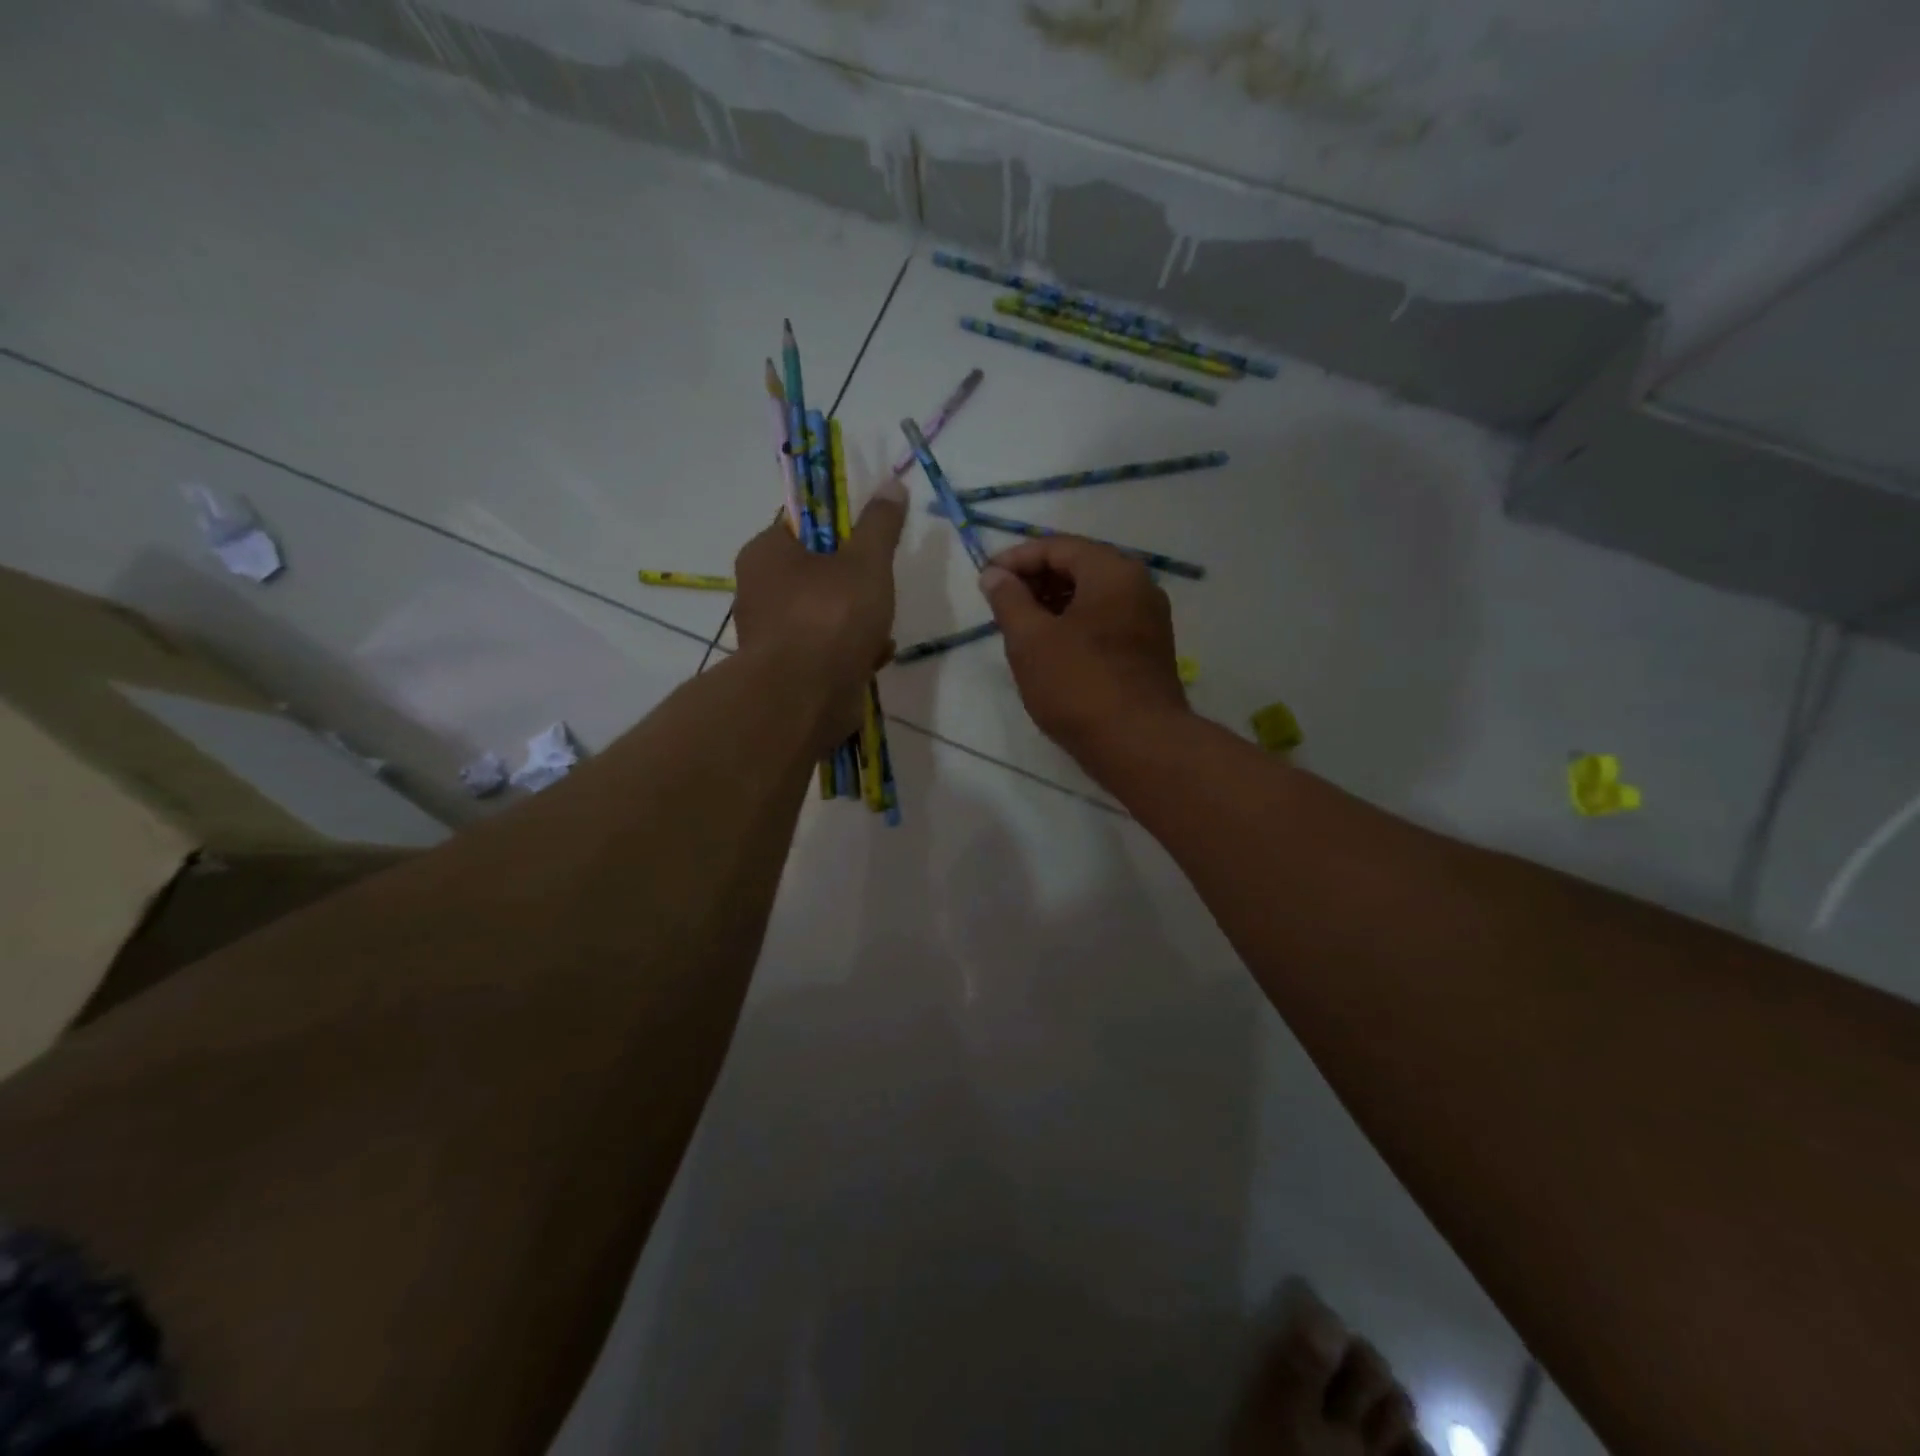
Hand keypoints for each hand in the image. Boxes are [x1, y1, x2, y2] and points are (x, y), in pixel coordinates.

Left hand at [733, 475, 907, 742]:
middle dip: (855, 583)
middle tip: (879, 589)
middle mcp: (759, 590)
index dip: (840, 530)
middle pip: (816, 573)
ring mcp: (770, 634)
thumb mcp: (866, 561)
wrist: (805, 698)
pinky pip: (823, 649)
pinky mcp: (785, 671)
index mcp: (766, 553)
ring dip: (858, 621)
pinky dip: (849, 651)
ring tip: (883, 630)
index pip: (802, 525)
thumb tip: (892, 484)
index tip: (869, 544)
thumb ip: (880, 524)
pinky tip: (874, 657)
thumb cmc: (830, 616)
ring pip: (823, 614)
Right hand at [978, 536, 1188, 761]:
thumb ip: (1009, 600)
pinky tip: (1049, 651)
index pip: (1058, 546)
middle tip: (1000, 604)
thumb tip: (995, 575)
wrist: (1139, 744)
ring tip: (1019, 629)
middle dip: (1035, 581)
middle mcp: (1139, 587)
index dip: (1016, 559)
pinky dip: (1074, 626)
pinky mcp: (1148, 652)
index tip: (986, 579)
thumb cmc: (1079, 685)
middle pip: (1079, 567)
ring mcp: (1148, 621)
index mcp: (1113, 572)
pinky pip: (1105, 623)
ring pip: (1092, 598)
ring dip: (1053, 605)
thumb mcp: (1031, 640)